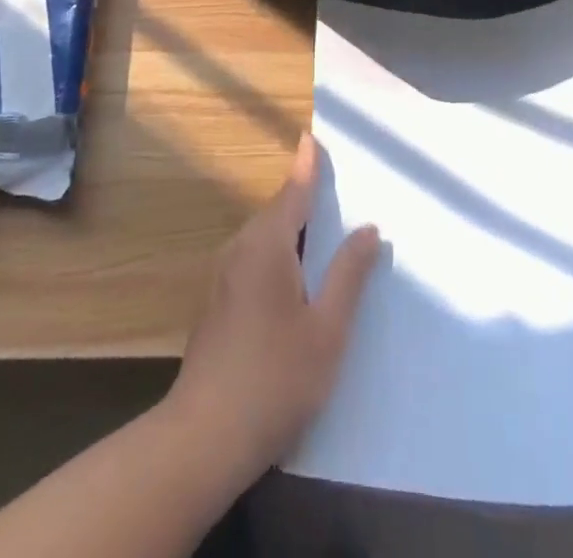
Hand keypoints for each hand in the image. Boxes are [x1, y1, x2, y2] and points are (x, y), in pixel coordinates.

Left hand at [167, 134, 380, 475]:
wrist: (204, 436)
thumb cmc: (276, 378)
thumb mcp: (327, 329)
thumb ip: (349, 275)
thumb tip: (369, 229)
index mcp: (267, 245)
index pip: (293, 191)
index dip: (306, 165)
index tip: (311, 136)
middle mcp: (240, 249)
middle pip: (277, 212)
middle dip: (303, 197)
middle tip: (332, 185)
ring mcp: (223, 277)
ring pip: (263, 238)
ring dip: (290, 229)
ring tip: (320, 229)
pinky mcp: (216, 303)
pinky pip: (253, 259)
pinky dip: (277, 253)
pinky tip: (293, 278)